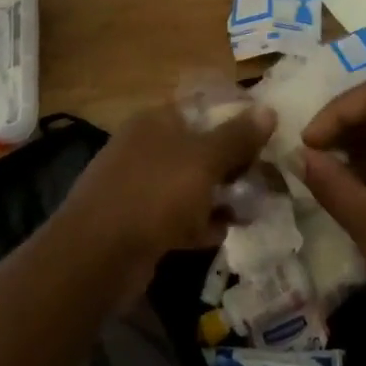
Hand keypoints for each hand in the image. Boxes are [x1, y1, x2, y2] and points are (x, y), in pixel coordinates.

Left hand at [62, 100, 275, 281]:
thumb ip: (237, 137)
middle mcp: (145, 147)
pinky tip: (221, 234)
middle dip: (233, 165)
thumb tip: (269, 110)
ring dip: (220, 197)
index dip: (237, 121)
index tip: (267, 139)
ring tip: (252, 210)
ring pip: (191, 185)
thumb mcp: (204, 160)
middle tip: (265, 180)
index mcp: (156, 121)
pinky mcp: (138, 223)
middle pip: (200, 148)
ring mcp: (139, 186)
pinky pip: (177, 217)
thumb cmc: (155, 194)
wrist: (97, 256)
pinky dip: (199, 223)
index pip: (204, 109)